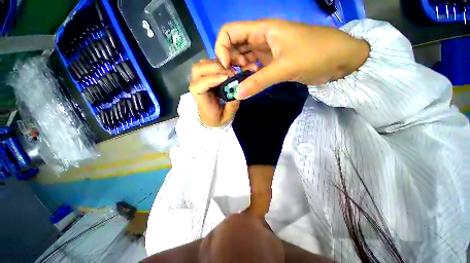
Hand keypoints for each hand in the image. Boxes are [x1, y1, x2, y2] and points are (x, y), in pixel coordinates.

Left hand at [189, 59, 238, 126]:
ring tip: (232, 69)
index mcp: (200, 99)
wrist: (211, 118)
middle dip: (215, 67)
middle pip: (198, 70)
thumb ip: (231, 106)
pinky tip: (230, 67)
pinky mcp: (206, 77)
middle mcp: (197, 87)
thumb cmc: (217, 119)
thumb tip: (238, 91)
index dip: (211, 79)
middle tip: (232, 71)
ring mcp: (200, 80)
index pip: (198, 86)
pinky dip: (220, 63)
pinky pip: (209, 65)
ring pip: (203, 64)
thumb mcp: (226, 117)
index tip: (227, 78)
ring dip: (217, 63)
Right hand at [215, 19, 369, 98]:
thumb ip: (258, 81)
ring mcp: (266, 52)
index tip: (226, 67)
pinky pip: (253, 68)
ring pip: (243, 58)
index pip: (229, 32)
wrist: (340, 60)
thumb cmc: (316, 54)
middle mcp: (261, 39)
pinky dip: (249, 75)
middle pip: (234, 46)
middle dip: (230, 62)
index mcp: (262, 30)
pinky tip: (253, 82)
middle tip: (234, 78)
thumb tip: (237, 94)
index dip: (222, 48)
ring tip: (246, 81)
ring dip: (240, 70)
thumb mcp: (285, 67)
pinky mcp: (272, 63)